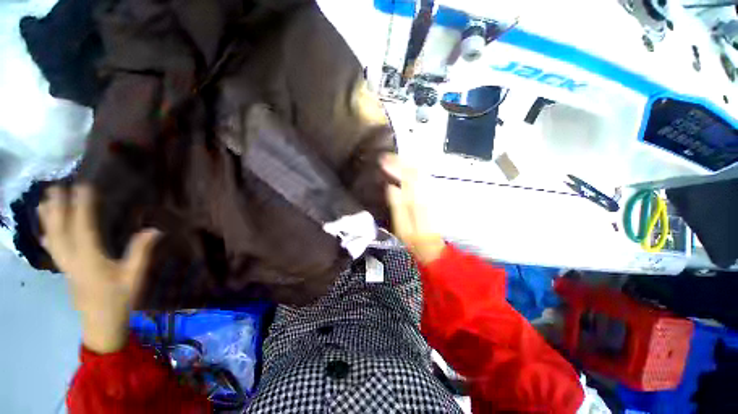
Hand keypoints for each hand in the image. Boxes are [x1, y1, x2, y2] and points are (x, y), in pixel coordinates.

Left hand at [38, 185, 159, 353]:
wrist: (101, 322)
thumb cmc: (120, 298)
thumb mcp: (134, 276)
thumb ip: (141, 252)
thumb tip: (154, 230)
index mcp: (90, 259)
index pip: (83, 227)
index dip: (82, 206)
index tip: (83, 187)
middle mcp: (72, 259)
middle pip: (60, 230)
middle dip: (58, 207)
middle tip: (57, 187)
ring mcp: (65, 265)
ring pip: (52, 238)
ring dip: (48, 218)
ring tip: (44, 200)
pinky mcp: (64, 270)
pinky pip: (52, 248)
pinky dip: (47, 235)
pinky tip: (44, 229)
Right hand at [382, 154, 444, 264]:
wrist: (431, 245)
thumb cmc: (413, 238)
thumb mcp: (401, 226)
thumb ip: (397, 205)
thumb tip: (391, 187)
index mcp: (417, 200)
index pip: (406, 177)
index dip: (394, 167)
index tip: (382, 160)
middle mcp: (424, 192)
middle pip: (414, 170)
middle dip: (399, 161)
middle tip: (385, 156)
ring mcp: (428, 193)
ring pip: (418, 172)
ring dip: (405, 164)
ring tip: (393, 159)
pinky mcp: (429, 195)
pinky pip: (420, 178)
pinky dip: (411, 170)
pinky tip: (404, 169)